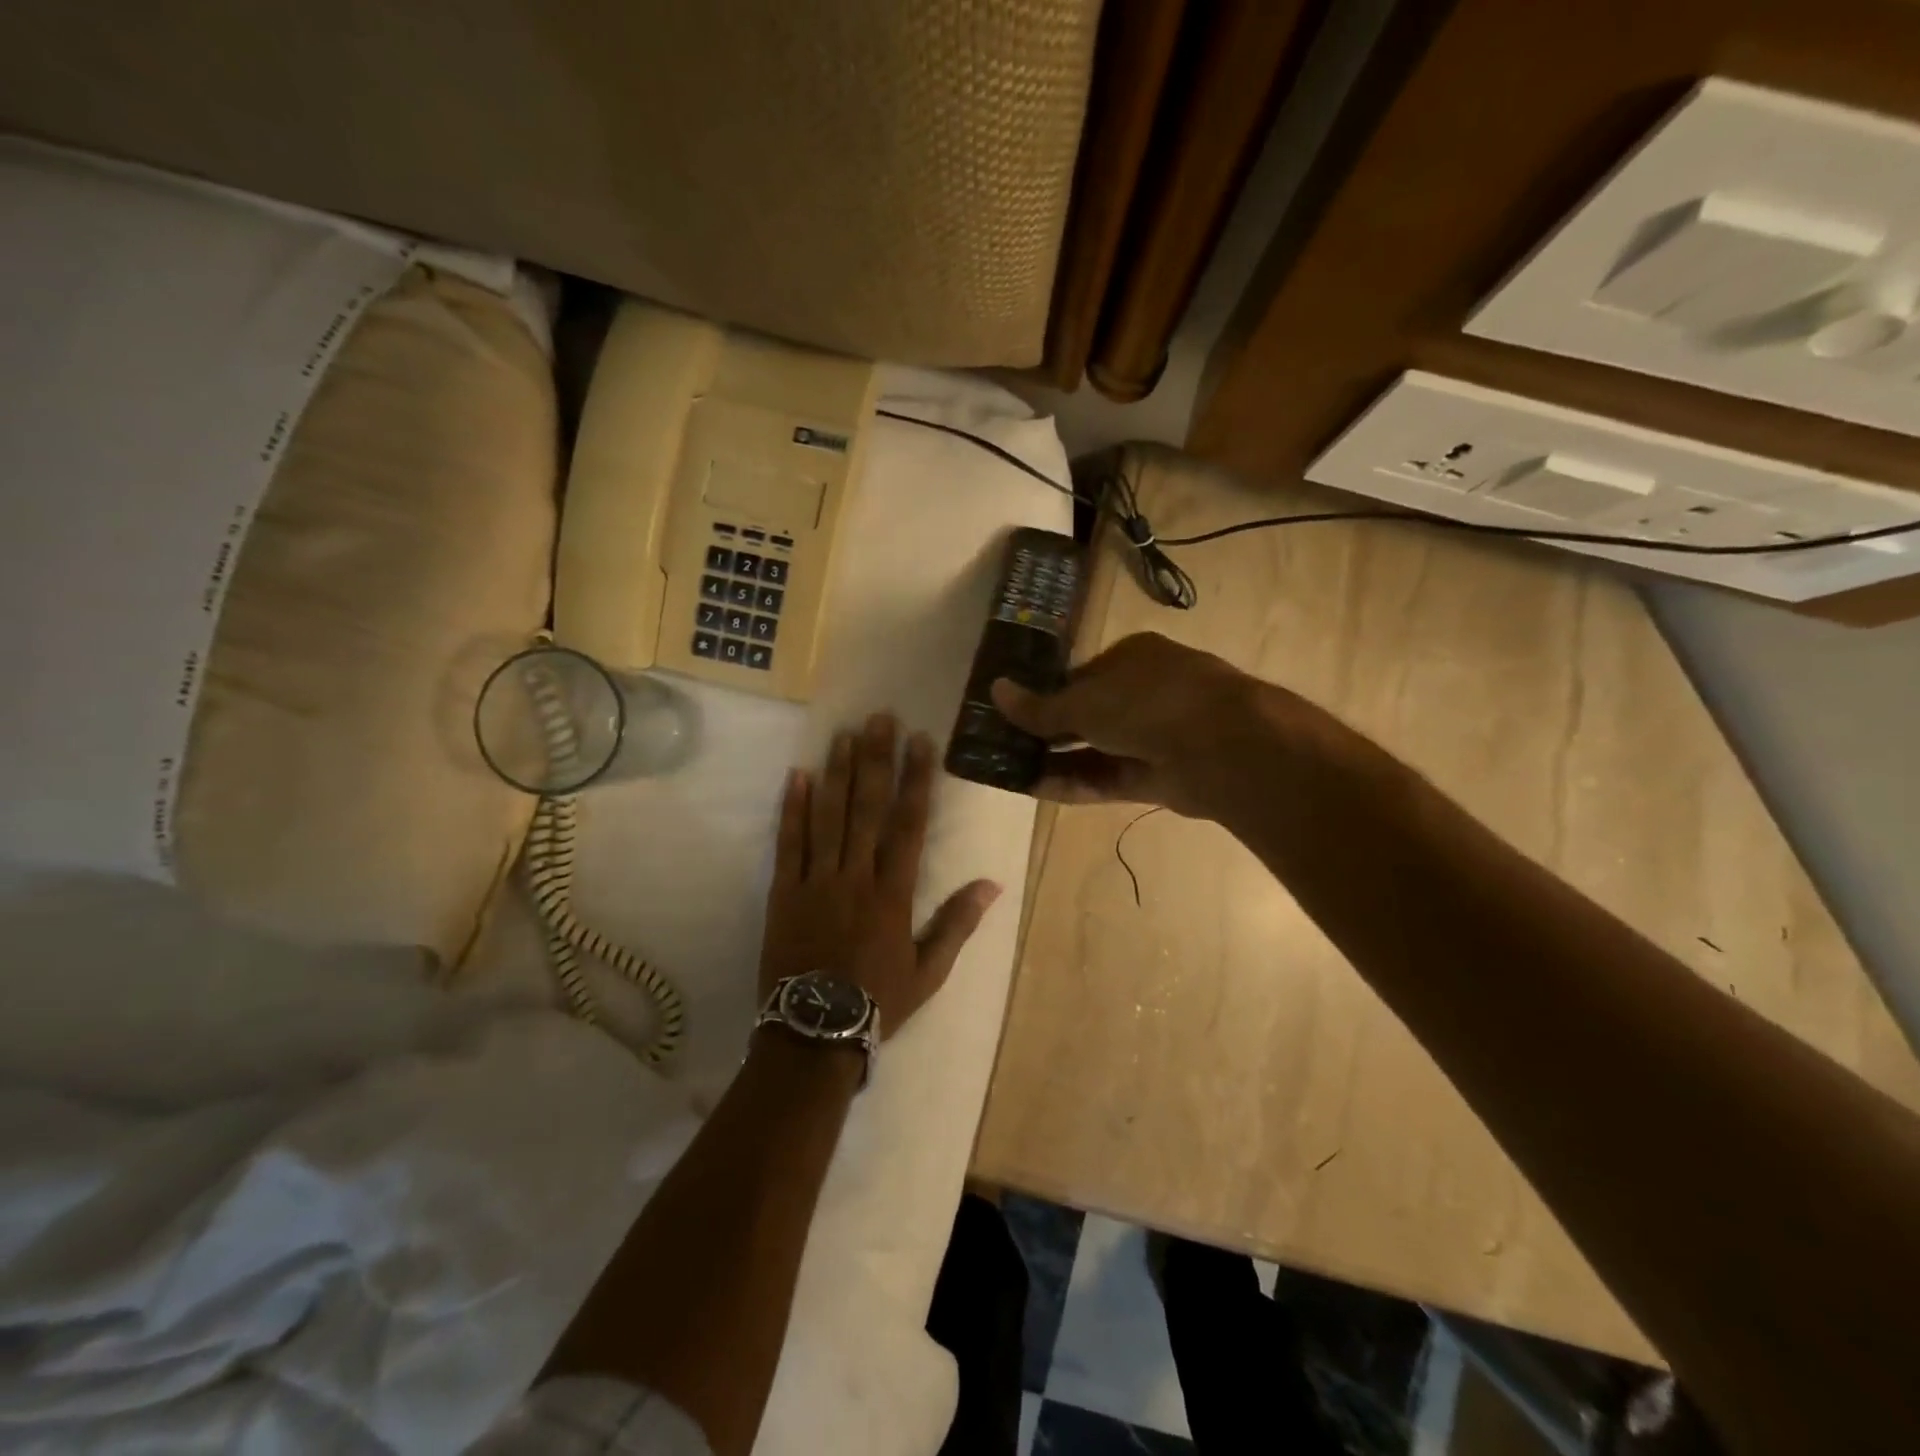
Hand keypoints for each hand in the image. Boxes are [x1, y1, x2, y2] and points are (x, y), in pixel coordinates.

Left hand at [760, 713, 1000, 1036]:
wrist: (813, 1034)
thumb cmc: (877, 1002)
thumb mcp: (929, 971)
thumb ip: (957, 923)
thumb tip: (992, 884)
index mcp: (893, 893)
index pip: (908, 824)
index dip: (916, 780)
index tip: (921, 743)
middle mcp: (855, 876)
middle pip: (867, 808)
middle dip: (876, 760)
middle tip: (880, 719)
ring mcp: (816, 881)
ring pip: (829, 816)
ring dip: (838, 772)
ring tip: (844, 734)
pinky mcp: (783, 892)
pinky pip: (788, 843)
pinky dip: (792, 809)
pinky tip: (798, 776)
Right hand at [991, 632, 1341, 819]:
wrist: (1224, 747)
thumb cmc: (1149, 702)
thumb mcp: (1085, 700)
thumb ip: (1040, 707)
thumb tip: (995, 690)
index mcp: (1132, 657)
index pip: (1080, 676)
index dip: (1045, 695)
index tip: (1012, 714)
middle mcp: (1145, 693)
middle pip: (1087, 715)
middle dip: (1048, 734)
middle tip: (1006, 748)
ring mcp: (1154, 736)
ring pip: (1096, 750)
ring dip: (1057, 761)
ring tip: (1012, 772)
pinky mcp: (1159, 776)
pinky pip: (1109, 778)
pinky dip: (1076, 784)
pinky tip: (1038, 790)